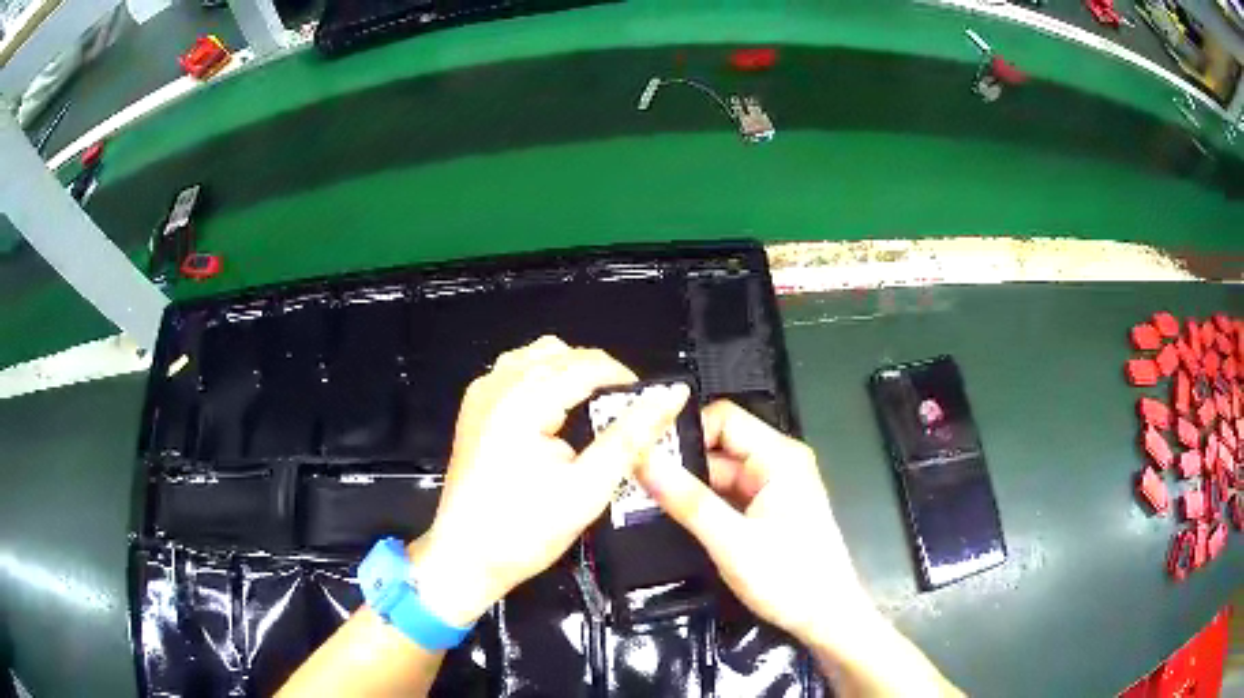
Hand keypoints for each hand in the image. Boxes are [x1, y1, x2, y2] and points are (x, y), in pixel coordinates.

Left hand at [413, 336, 689, 626]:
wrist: (465, 558)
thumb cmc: (521, 532)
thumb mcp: (587, 489)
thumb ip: (631, 437)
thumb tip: (667, 399)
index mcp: (522, 402)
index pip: (589, 365)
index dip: (627, 381)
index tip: (649, 405)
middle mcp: (497, 388)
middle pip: (563, 354)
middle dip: (600, 377)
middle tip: (623, 416)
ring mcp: (482, 396)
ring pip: (538, 357)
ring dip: (571, 375)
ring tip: (592, 413)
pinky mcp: (476, 410)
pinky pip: (516, 373)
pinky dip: (544, 383)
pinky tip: (556, 415)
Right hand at [634, 399, 875, 646]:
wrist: (826, 618)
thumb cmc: (790, 578)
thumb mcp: (732, 542)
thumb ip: (687, 500)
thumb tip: (644, 460)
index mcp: (779, 457)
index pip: (723, 419)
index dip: (684, 432)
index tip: (645, 452)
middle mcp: (778, 463)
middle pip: (719, 446)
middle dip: (681, 463)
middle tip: (634, 480)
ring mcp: (773, 488)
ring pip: (720, 473)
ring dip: (689, 486)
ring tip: (644, 499)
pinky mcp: (768, 510)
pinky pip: (728, 495)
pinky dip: (703, 504)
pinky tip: (675, 517)